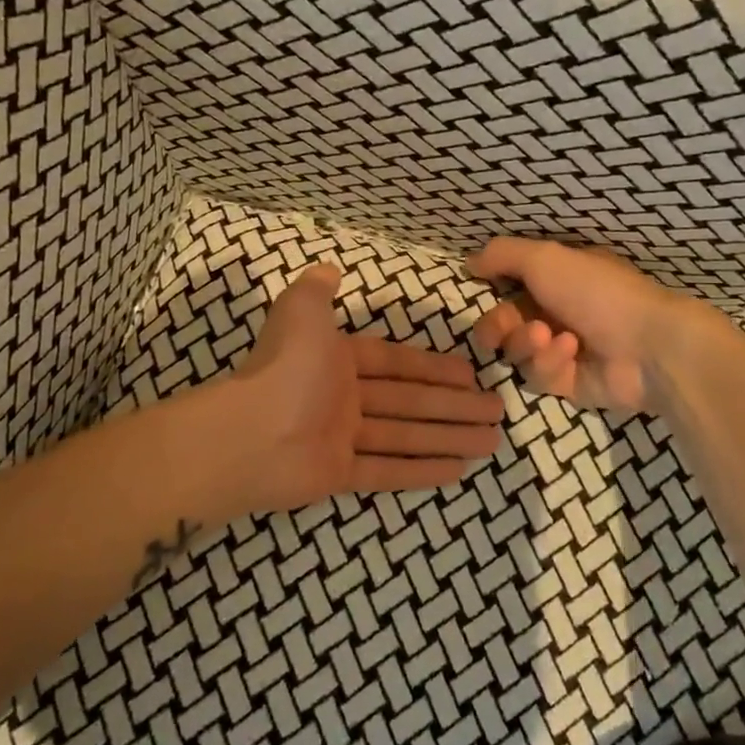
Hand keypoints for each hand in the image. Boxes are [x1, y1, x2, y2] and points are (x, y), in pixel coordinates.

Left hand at [233, 263, 505, 512]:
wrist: (248, 435)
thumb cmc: (285, 369)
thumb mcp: (301, 312)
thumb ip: (318, 290)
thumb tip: (330, 269)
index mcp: (339, 361)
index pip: (397, 363)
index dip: (434, 367)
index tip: (471, 374)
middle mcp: (344, 398)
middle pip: (410, 401)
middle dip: (454, 405)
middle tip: (496, 411)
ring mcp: (343, 438)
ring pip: (407, 436)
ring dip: (448, 437)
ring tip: (490, 441)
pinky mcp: (340, 475)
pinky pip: (388, 470)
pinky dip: (421, 470)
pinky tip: (458, 471)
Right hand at [468, 237, 730, 413]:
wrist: (647, 345)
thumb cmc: (597, 292)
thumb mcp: (544, 258)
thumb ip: (502, 255)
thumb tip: (468, 262)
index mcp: (557, 280)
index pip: (508, 288)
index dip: (491, 293)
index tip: (483, 291)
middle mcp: (557, 312)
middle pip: (502, 324)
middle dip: (499, 326)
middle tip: (506, 328)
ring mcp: (562, 350)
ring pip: (515, 351)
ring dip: (527, 342)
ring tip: (550, 338)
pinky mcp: (567, 384)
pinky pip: (537, 375)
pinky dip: (549, 362)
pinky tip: (571, 353)